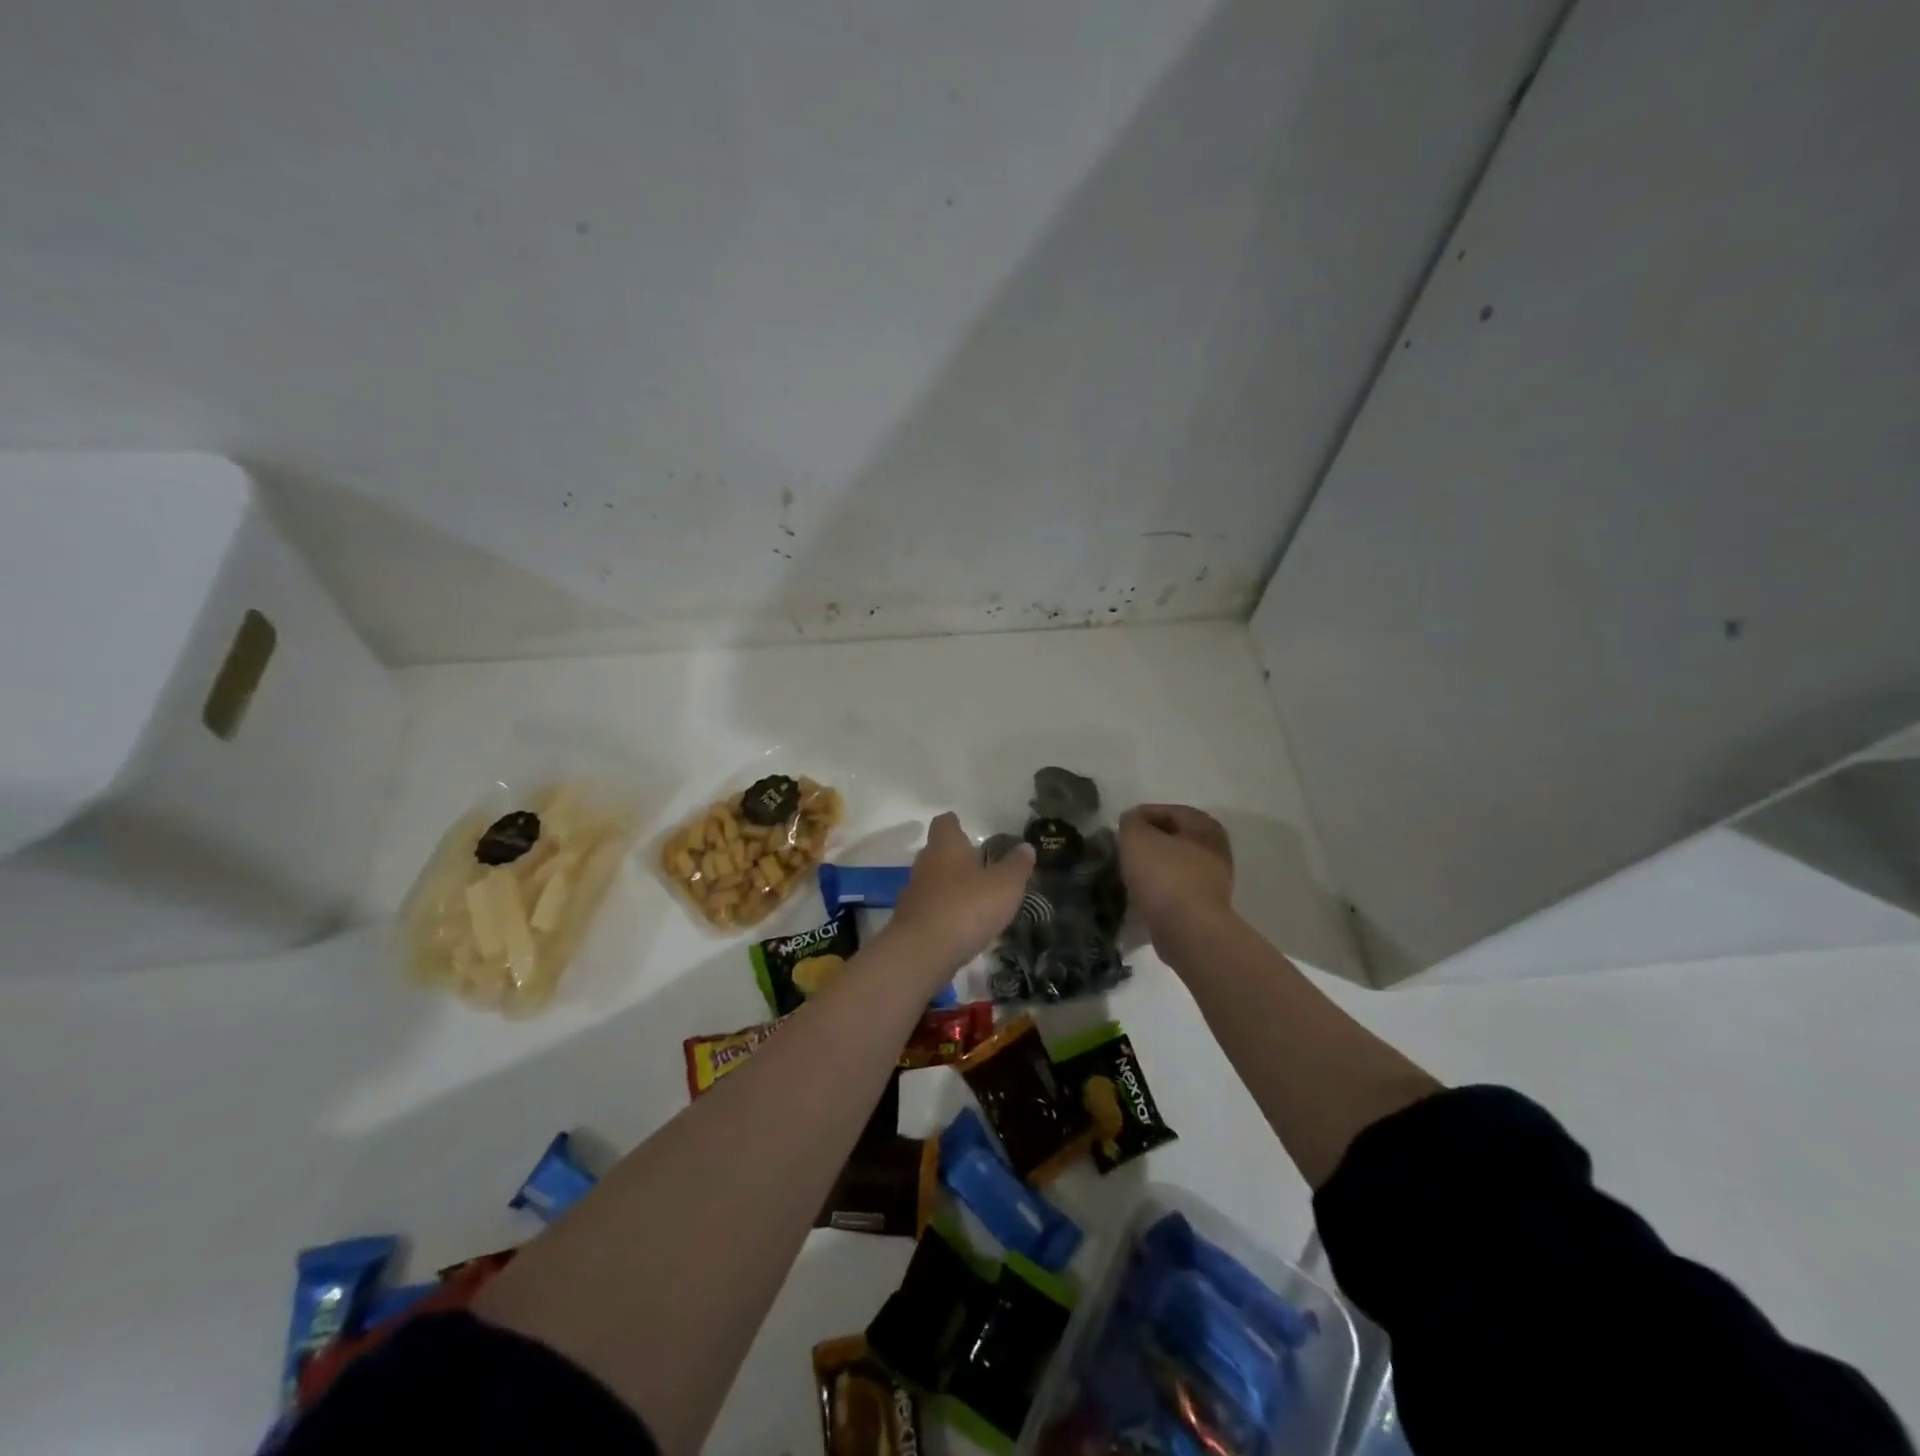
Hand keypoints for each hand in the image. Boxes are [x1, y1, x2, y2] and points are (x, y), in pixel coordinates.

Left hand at [888, 813, 1034, 969]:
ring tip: (975, 899)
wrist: (922, 952)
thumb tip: (1026, 846)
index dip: (955, 824)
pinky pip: (930, 909)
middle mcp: (925, 863)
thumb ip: (1017, 866)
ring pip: (933, 881)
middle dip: (956, 857)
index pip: (945, 823)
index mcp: (946, 846)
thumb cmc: (967, 907)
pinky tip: (961, 926)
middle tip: (980, 866)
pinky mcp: (909, 921)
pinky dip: (944, 912)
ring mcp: (914, 893)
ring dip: (950, 887)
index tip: (966, 828)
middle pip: (937, 852)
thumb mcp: (1005, 886)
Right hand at [1118, 804, 1233, 942]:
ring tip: (1127, 875)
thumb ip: (1131, 822)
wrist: (1188, 930)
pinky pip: (1176, 890)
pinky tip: (1141, 897)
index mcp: (1204, 825)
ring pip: (1175, 865)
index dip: (1139, 817)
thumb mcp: (1136, 838)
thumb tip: (1133, 823)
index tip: (1118, 830)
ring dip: (1153, 868)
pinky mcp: (1206, 907)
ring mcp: (1214, 880)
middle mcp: (1215, 848)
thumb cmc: (1164, 875)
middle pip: (1173, 838)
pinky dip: (1159, 890)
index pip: (1167, 811)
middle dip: (1147, 844)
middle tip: (1122, 851)